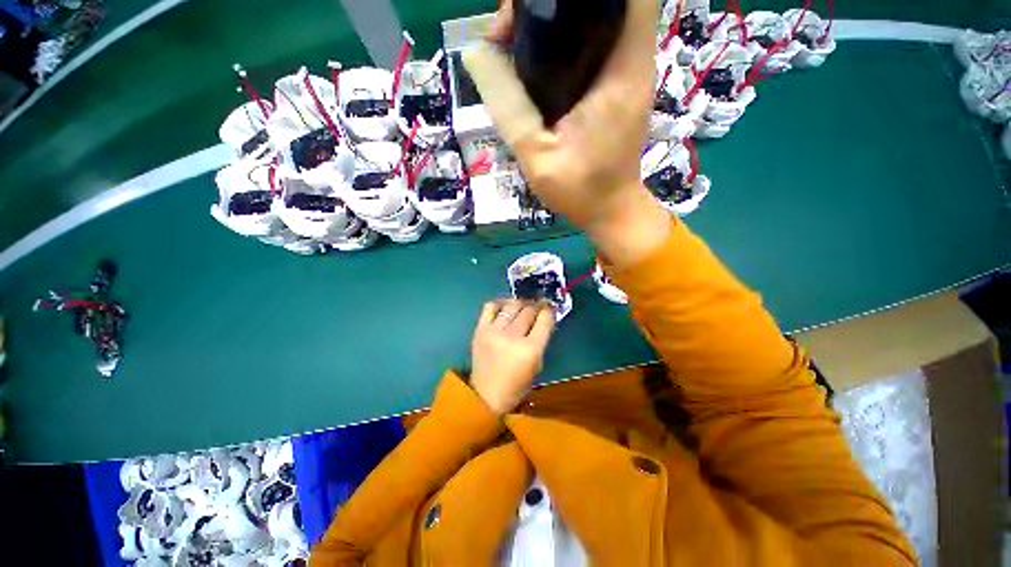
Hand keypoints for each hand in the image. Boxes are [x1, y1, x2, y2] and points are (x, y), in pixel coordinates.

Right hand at [464, 0, 672, 266]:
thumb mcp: (537, 156)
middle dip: (556, 1)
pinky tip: (536, 63)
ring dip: (557, 18)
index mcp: (621, 71)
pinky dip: (565, 41)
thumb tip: (476, 54)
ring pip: (598, 17)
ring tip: (515, 43)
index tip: (535, 6)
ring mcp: (627, 72)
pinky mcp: (618, 85)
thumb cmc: (581, 191)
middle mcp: (632, 60)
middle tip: (512, 27)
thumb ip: (508, 108)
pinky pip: (594, 43)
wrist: (610, 210)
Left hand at [469, 300, 555, 414]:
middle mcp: (512, 337)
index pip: (544, 319)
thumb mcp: (537, 365)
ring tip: (523, 306)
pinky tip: (505, 308)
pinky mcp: (480, 330)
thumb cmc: (516, 386)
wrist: (485, 396)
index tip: (550, 308)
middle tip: (538, 307)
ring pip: (512, 305)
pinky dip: (500, 304)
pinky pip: (490, 307)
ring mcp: (494, 331)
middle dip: (537, 306)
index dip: (549, 310)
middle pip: (529, 310)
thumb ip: (541, 341)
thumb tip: (544, 319)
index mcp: (530, 350)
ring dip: (521, 304)